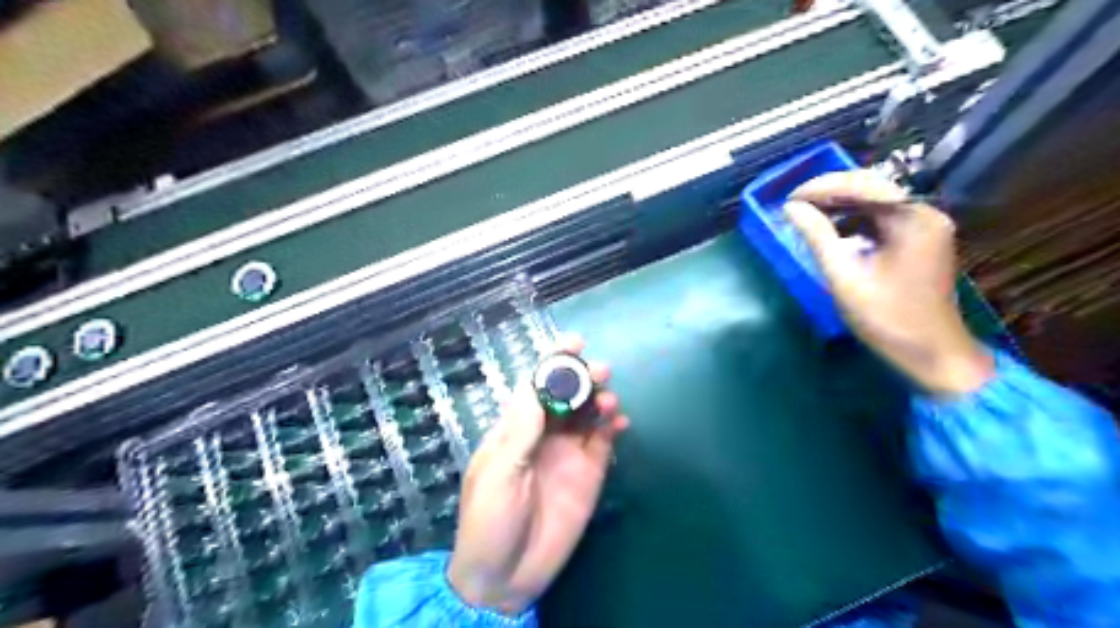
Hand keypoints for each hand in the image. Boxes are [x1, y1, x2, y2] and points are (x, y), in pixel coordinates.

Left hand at [445, 336, 626, 614]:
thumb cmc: (489, 520)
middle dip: (581, 377)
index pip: (535, 386)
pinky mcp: (589, 473)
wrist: (505, 576)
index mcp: (515, 429)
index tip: (573, 342)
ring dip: (599, 399)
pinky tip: (621, 421)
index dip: (553, 363)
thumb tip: (536, 385)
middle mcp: (544, 434)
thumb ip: (520, 431)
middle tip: (600, 370)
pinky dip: (614, 426)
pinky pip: (604, 441)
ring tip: (608, 398)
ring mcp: (568, 453)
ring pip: (588, 413)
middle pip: (566, 395)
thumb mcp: (498, 473)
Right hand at [781, 168, 992, 392]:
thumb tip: (791, 207)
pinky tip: (832, 230)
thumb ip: (818, 237)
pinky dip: (855, 221)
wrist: (932, 353)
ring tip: (807, 214)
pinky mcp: (919, 240)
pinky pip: (882, 219)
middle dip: (830, 193)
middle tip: (794, 204)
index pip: (862, 186)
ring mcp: (925, 226)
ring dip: (840, 206)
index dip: (822, 187)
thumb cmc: (887, 317)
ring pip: (876, 203)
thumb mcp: (844, 276)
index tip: (789, 197)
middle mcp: (924, 213)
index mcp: (912, 219)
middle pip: (872, 188)